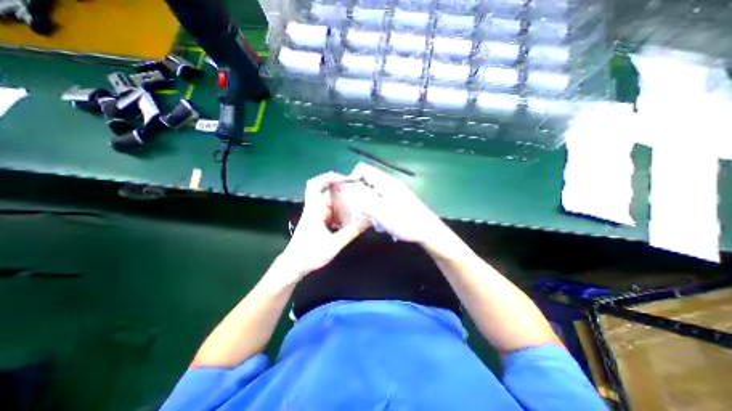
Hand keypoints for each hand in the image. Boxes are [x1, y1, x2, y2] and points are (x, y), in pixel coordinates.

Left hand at [281, 170, 372, 279]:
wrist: (293, 266)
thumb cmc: (310, 254)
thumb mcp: (334, 244)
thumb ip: (351, 232)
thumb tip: (367, 221)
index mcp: (314, 210)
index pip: (315, 185)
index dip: (328, 177)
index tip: (344, 179)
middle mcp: (315, 210)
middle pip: (328, 194)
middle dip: (343, 192)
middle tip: (358, 194)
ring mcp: (316, 217)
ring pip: (331, 204)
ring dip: (343, 205)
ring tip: (358, 207)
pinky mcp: (318, 224)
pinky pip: (332, 214)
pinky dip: (341, 214)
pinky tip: (351, 220)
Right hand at [352, 162, 442, 245]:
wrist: (429, 231)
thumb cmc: (408, 224)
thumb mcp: (384, 215)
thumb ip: (365, 202)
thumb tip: (350, 191)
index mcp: (386, 183)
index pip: (363, 169)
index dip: (352, 179)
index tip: (349, 195)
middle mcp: (389, 183)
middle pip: (366, 180)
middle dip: (358, 194)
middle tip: (359, 210)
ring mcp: (393, 191)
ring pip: (371, 190)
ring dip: (366, 203)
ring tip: (371, 218)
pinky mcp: (396, 198)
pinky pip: (378, 198)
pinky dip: (374, 207)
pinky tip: (379, 220)